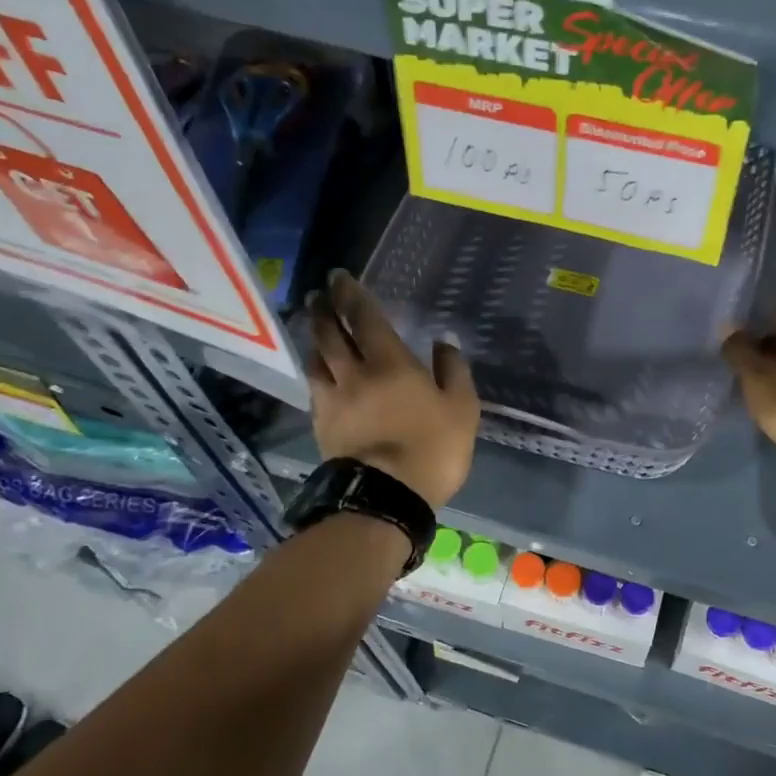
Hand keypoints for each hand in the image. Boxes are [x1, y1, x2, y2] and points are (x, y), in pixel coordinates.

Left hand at [308, 270, 478, 509]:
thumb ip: (453, 372)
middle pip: (331, 335)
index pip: (365, 318)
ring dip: (314, 339)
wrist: (386, 497)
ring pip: (316, 361)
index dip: (351, 294)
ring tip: (314, 330)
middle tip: (318, 295)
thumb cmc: (432, 449)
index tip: (339, 277)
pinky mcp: (322, 426)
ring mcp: (333, 401)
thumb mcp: (462, 409)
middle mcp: (354, 374)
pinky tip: (318, 373)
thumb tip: (444, 342)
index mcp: (389, 364)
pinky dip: (315, 372)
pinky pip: (315, 389)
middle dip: (324, 311)